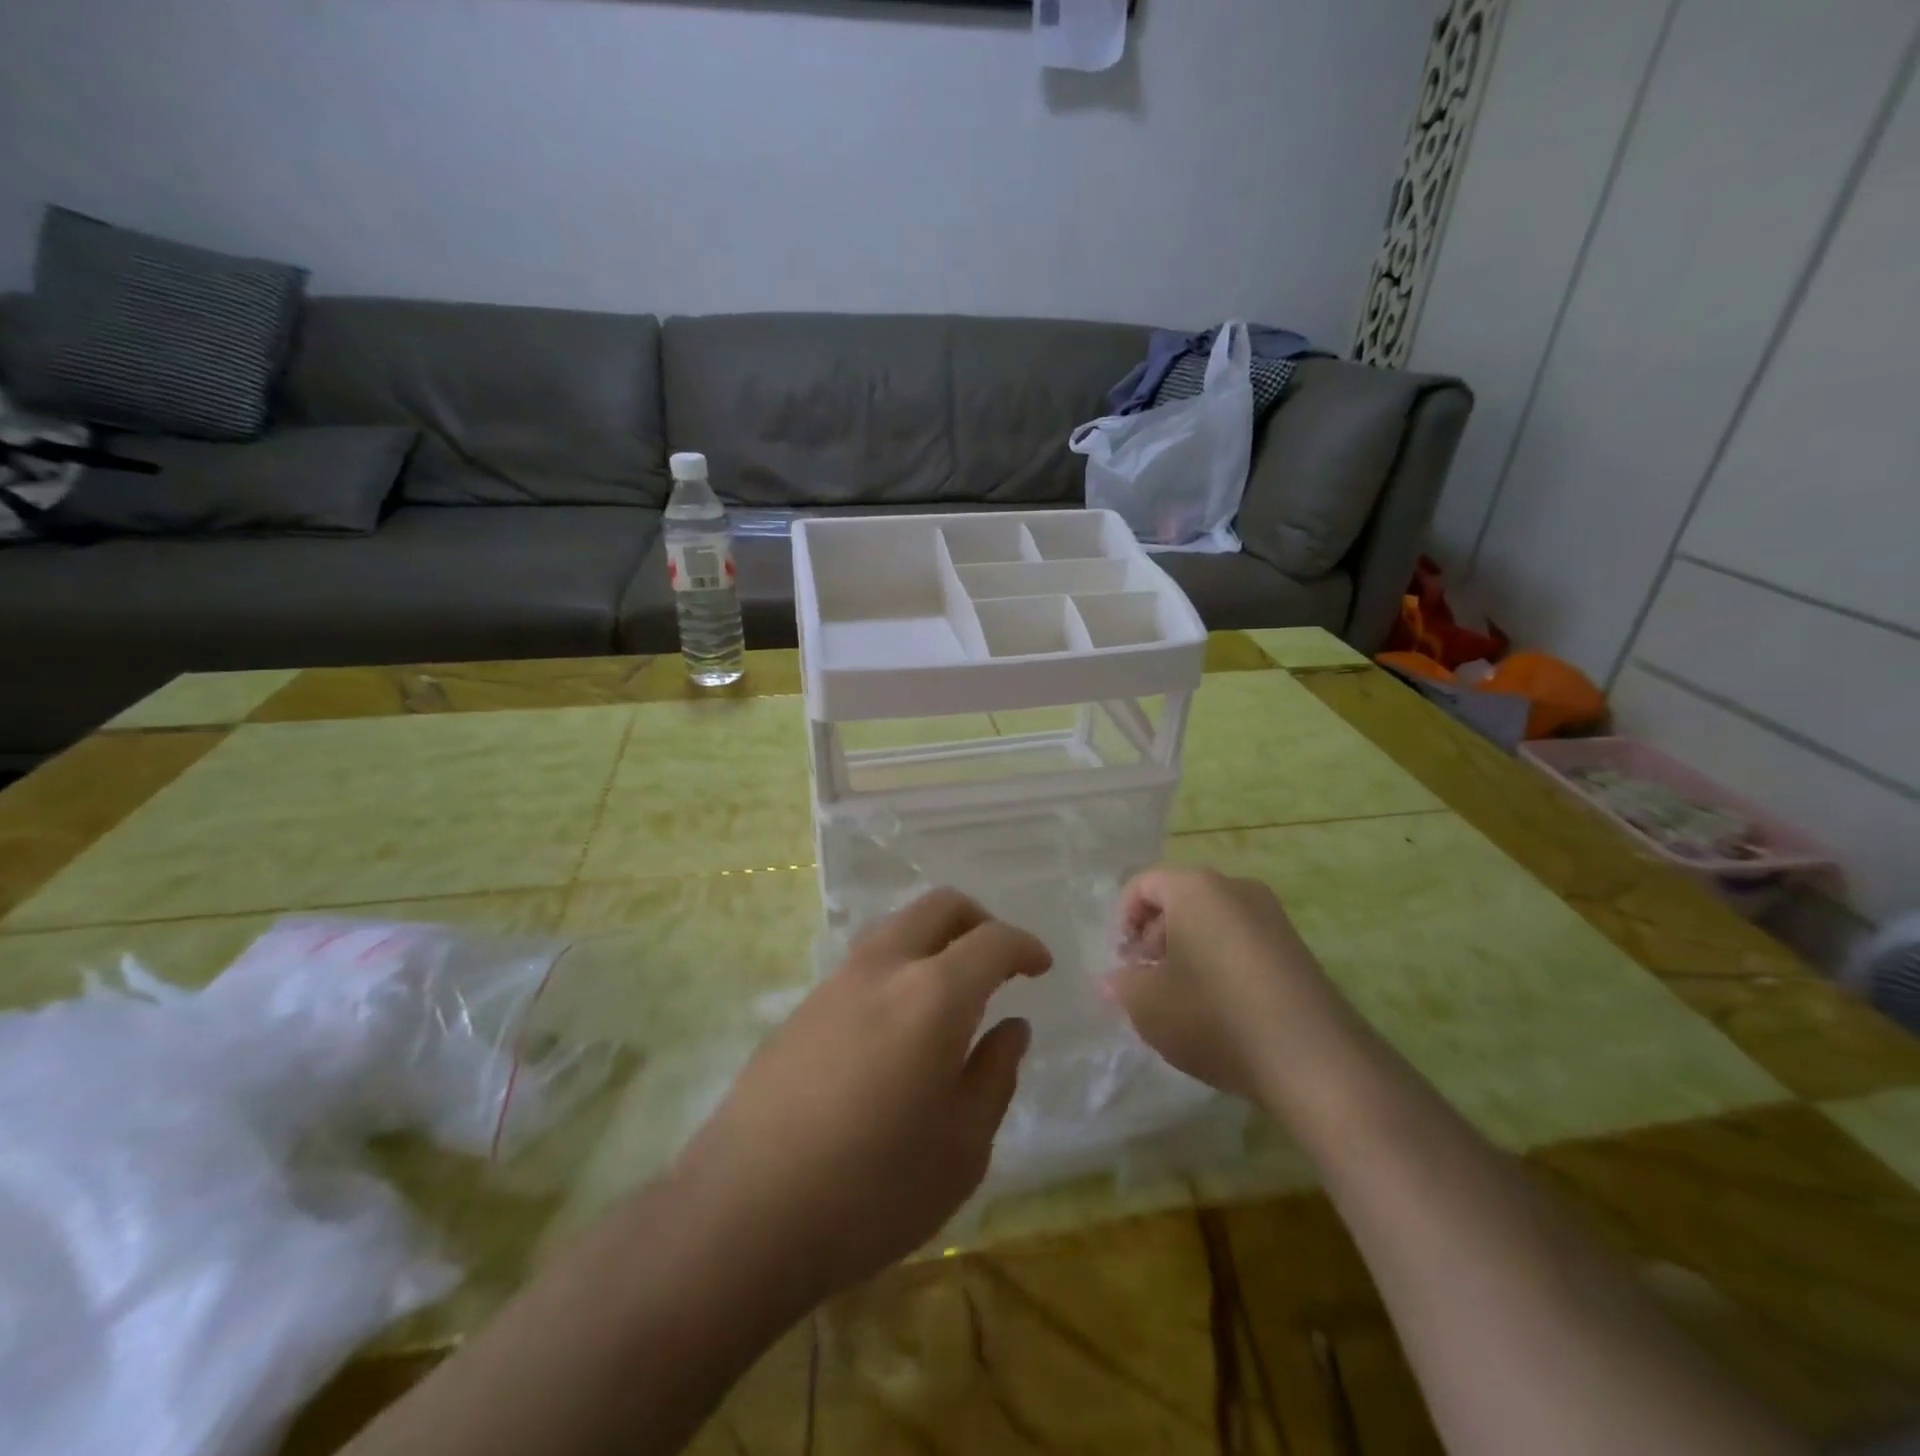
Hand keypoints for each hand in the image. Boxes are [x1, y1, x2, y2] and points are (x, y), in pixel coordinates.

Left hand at [670, 888, 1049, 1306]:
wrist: (744, 1212)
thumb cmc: (873, 1189)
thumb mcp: (962, 1148)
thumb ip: (995, 1076)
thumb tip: (1011, 1028)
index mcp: (935, 994)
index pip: (992, 941)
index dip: (1024, 946)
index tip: (1041, 966)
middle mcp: (885, 968)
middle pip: (939, 906)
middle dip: (979, 920)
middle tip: (998, 960)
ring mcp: (836, 982)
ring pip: (897, 926)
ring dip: (934, 939)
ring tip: (951, 990)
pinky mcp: (802, 1007)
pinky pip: (865, 961)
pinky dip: (899, 966)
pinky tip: (898, 1023)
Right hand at [1105, 866, 1329, 1099]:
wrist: (1313, 1061)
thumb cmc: (1213, 1016)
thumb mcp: (1146, 1004)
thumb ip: (1121, 984)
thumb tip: (1113, 980)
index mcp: (1196, 888)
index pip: (1143, 885)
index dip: (1123, 920)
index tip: (1124, 962)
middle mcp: (1237, 889)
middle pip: (1179, 900)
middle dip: (1155, 937)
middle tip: (1147, 981)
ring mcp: (1273, 917)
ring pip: (1212, 922)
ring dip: (1187, 951)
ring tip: (1182, 1000)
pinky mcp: (1296, 949)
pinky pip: (1242, 942)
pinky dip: (1220, 963)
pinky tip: (1220, 1010)